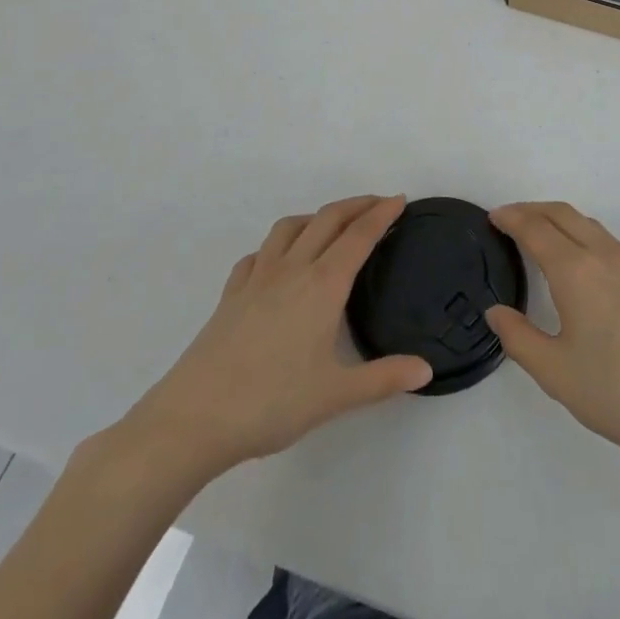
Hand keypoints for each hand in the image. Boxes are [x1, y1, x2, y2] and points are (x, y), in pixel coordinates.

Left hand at [112, 195, 430, 492]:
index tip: (399, 200)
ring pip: (290, 228)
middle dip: (356, 205)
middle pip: (327, 220)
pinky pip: (258, 254)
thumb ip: (383, 379)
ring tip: (330, 225)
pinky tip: (278, 262)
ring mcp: (257, 279)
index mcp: (323, 285)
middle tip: (378, 204)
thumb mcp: (335, 395)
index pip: (359, 236)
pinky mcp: (230, 295)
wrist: (193, 419)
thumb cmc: (271, 403)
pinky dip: (277, 246)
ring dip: (316, 217)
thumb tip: (426, 369)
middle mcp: (292, 269)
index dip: (381, 214)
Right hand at [485, 201, 619, 470]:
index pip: (536, 229)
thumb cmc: (615, 393)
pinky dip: (583, 235)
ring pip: (589, 224)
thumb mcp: (554, 373)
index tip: (493, 217)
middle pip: (563, 213)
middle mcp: (605, 255)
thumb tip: (496, 312)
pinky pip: (608, 241)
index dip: (511, 218)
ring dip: (560, 220)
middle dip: (533, 209)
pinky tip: (579, 263)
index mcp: (576, 271)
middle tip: (510, 219)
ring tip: (540, 236)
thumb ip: (518, 338)